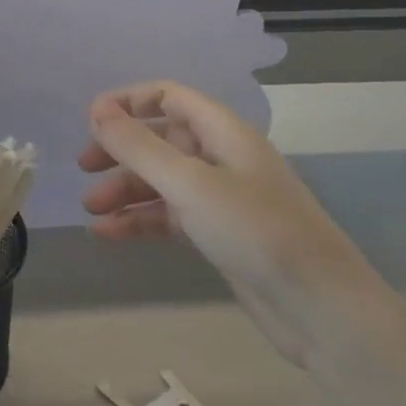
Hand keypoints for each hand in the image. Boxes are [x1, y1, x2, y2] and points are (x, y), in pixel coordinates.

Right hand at [79, 81, 386, 365]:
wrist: (320, 308)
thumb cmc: (255, 232)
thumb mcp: (189, 184)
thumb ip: (139, 146)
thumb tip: (97, 110)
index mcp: (224, 132)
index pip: (169, 97)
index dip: (128, 102)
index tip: (90, 122)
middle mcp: (222, 157)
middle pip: (160, 138)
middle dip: (120, 150)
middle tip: (84, 168)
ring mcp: (221, 197)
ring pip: (161, 180)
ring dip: (124, 189)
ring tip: (91, 210)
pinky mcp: (219, 233)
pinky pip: (169, 215)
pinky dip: (139, 220)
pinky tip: (109, 234)